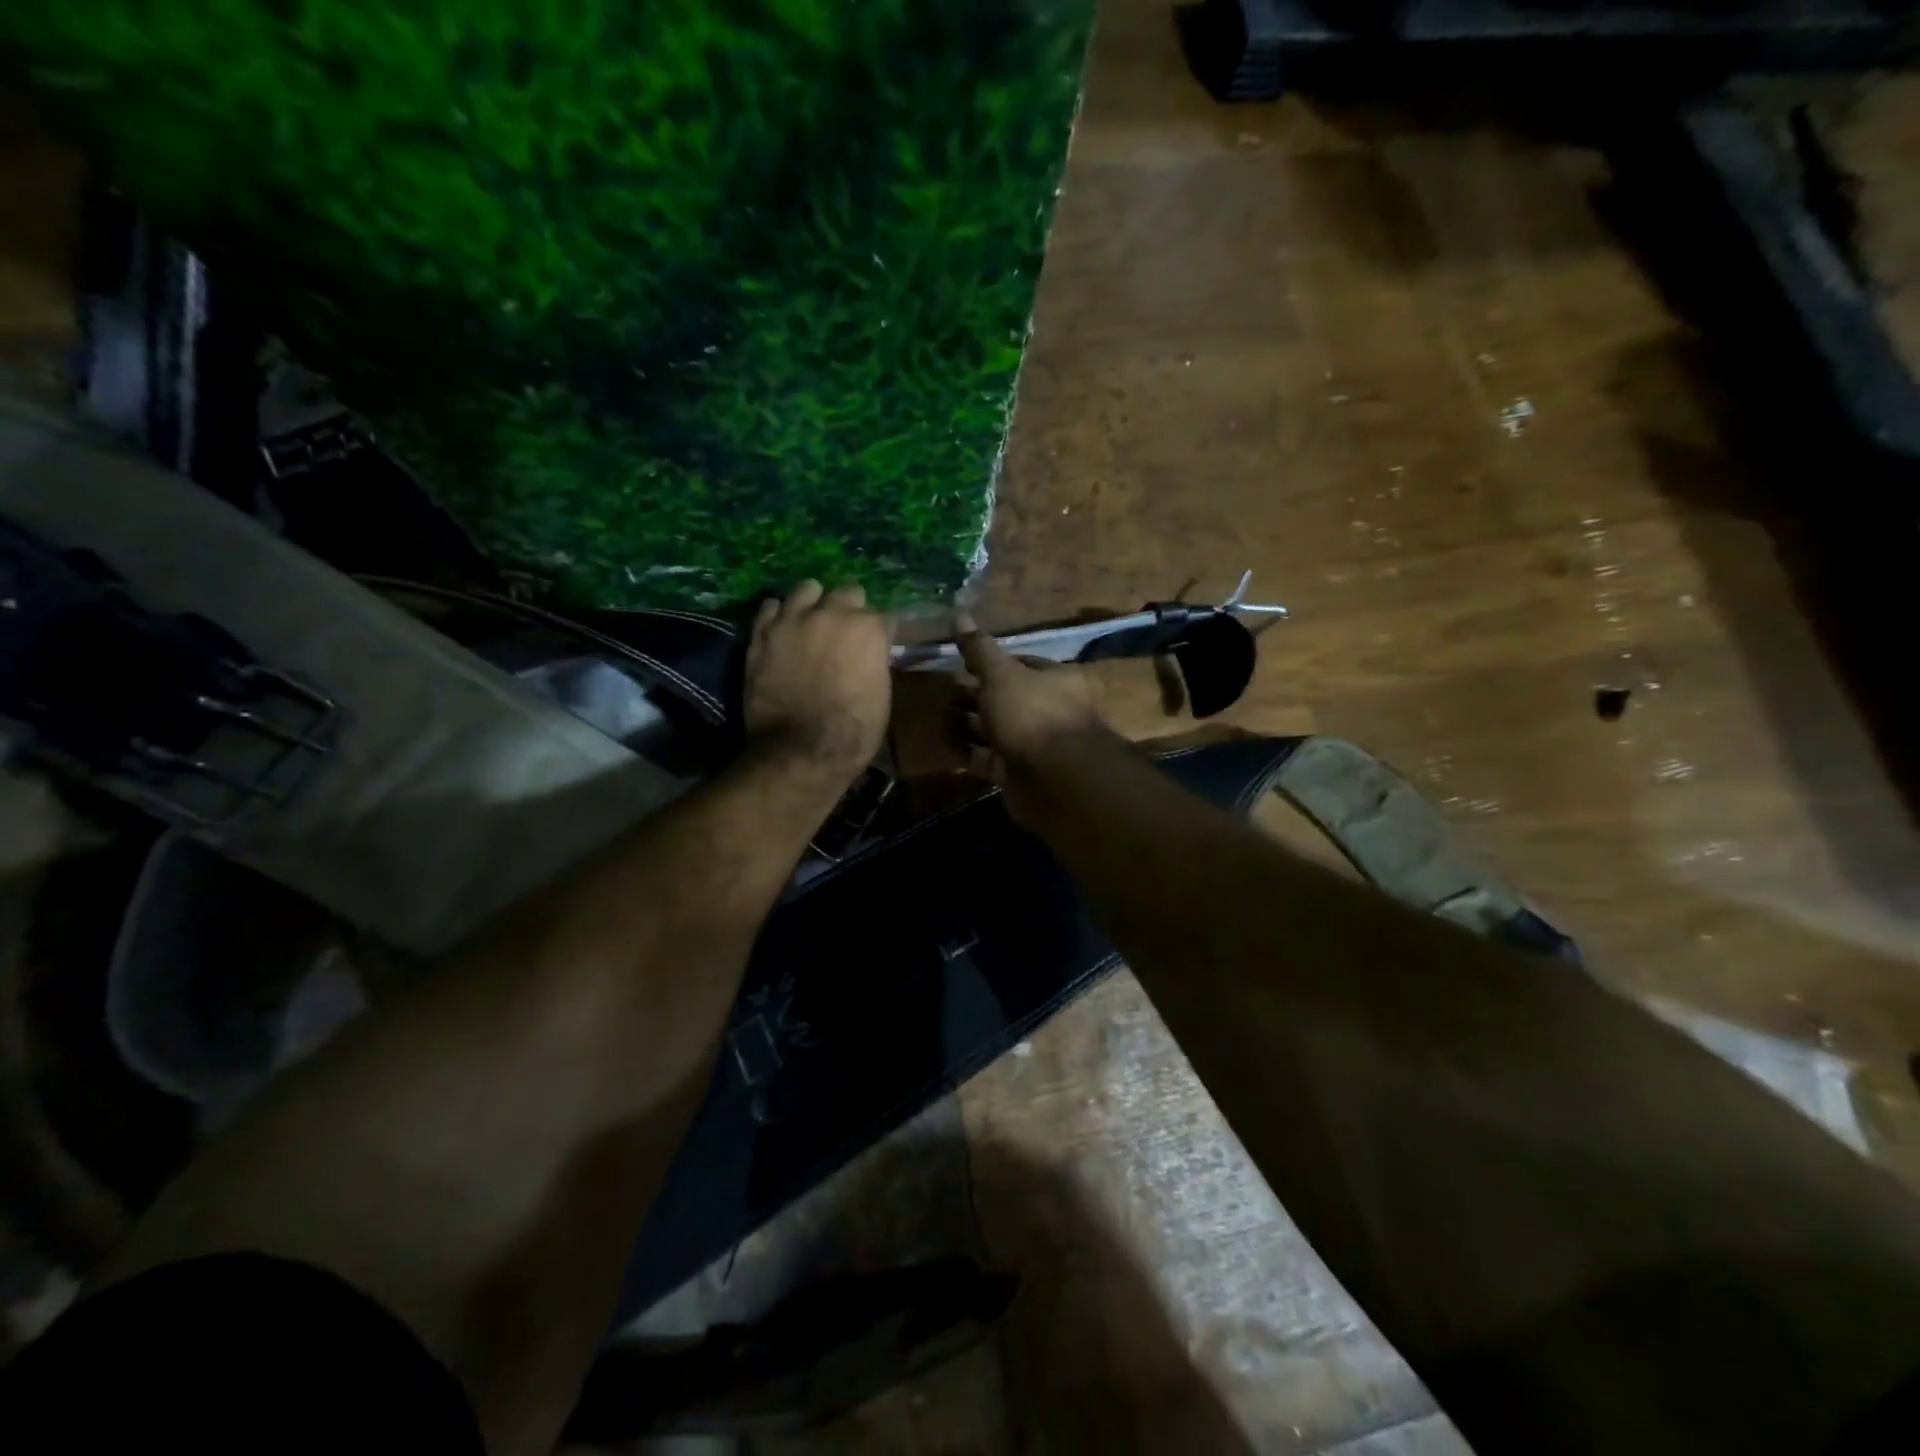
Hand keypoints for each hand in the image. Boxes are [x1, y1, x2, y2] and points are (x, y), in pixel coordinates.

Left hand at [744, 581, 891, 783]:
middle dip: (851, 610)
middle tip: (846, 634)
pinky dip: (780, 615)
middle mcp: (832, 612)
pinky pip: (771, 606)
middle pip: (848, 593)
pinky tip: (783, 630)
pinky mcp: (762, 632)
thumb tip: (870, 654)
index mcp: (868, 628)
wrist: (798, 751)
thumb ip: (875, 662)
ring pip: (808, 588)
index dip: (880, 634)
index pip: (883, 617)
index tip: (877, 648)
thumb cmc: (852, 732)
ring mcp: (793, 619)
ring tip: (812, 622)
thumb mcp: (881, 696)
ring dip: (815, 602)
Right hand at [954, 614, 1106, 817]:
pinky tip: (941, 743)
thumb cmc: (1031, 715)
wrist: (1056, 779)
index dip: (988, 664)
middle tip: (939, 694)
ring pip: (993, 729)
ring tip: (933, 718)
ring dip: (965, 723)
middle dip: (971, 695)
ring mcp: (1032, 744)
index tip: (958, 664)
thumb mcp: (1001, 675)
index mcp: (1053, 679)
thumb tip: (959, 614)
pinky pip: (986, 757)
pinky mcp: (1016, 772)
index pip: (1018, 664)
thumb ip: (978, 650)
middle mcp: (1046, 709)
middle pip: (1003, 698)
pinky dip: (965, 751)